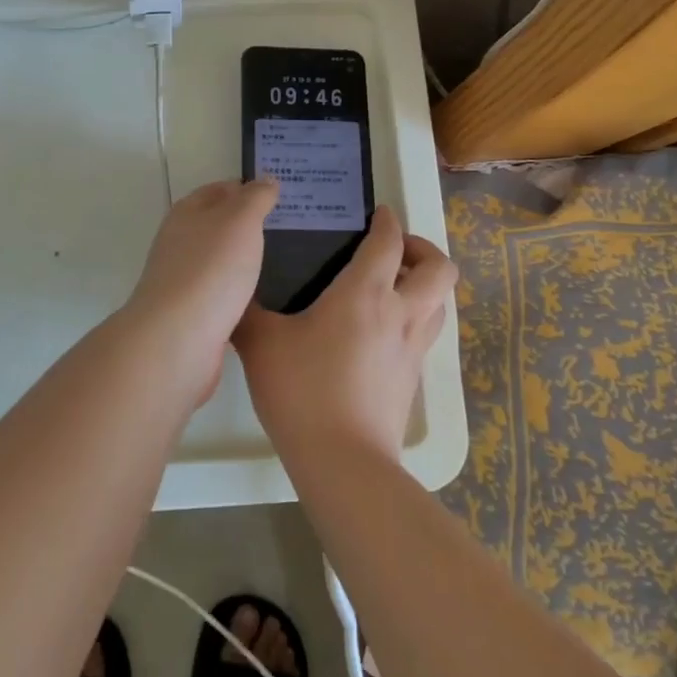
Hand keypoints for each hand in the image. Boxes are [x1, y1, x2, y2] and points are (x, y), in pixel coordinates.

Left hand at [116, 178, 277, 398]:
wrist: (178, 340)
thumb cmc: (210, 270)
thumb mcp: (240, 220)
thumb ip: (255, 197)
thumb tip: (266, 179)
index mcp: (188, 213)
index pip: (221, 190)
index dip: (250, 189)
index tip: (284, 197)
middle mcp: (182, 243)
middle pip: (220, 227)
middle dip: (252, 227)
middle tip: (295, 231)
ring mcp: (185, 281)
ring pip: (223, 263)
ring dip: (249, 263)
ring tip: (290, 264)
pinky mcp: (195, 316)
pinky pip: (225, 297)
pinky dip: (244, 295)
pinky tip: (269, 300)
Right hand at [234, 205, 456, 461]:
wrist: (343, 463)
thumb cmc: (302, 391)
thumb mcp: (261, 343)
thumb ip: (247, 311)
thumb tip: (235, 291)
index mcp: (365, 293)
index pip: (389, 242)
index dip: (387, 221)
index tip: (378, 213)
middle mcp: (399, 313)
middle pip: (439, 269)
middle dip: (423, 250)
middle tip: (393, 252)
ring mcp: (412, 349)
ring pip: (440, 303)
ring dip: (425, 285)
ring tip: (393, 287)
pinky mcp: (413, 380)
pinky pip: (426, 334)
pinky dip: (415, 318)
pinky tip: (382, 332)